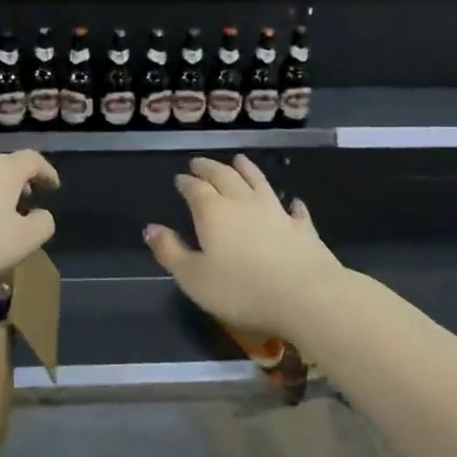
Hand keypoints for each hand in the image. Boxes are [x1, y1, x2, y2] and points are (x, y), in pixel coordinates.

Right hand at [144, 155, 341, 336]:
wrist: (306, 296)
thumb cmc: (241, 289)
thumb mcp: (193, 277)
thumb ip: (170, 252)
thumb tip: (150, 229)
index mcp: (213, 212)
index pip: (196, 189)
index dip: (187, 182)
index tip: (180, 178)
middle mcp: (243, 203)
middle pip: (225, 177)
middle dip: (210, 168)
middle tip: (200, 163)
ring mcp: (276, 213)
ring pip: (259, 182)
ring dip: (247, 169)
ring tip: (239, 160)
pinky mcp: (302, 229)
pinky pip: (295, 210)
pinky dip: (290, 203)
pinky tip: (292, 201)